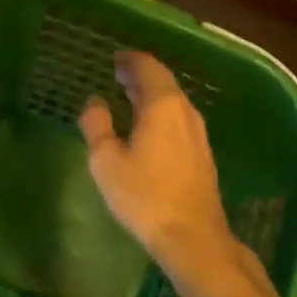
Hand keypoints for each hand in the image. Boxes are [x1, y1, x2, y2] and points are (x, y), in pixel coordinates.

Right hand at [79, 51, 235, 274]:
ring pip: (173, 102)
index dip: (130, 60)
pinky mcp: (202, 154)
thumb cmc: (145, 195)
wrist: (193, 237)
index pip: (148, 67)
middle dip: (140, 75)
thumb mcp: (106, 160)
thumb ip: (97, 125)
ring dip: (151, 95)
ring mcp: (198, 134)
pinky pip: (178, 119)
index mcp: (163, 105)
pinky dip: (160, 112)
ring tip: (129, 96)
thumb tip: (94, 101)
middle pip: (163, 82)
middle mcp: (185, 111)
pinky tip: (148, 127)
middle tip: (119, 73)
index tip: (114, 59)